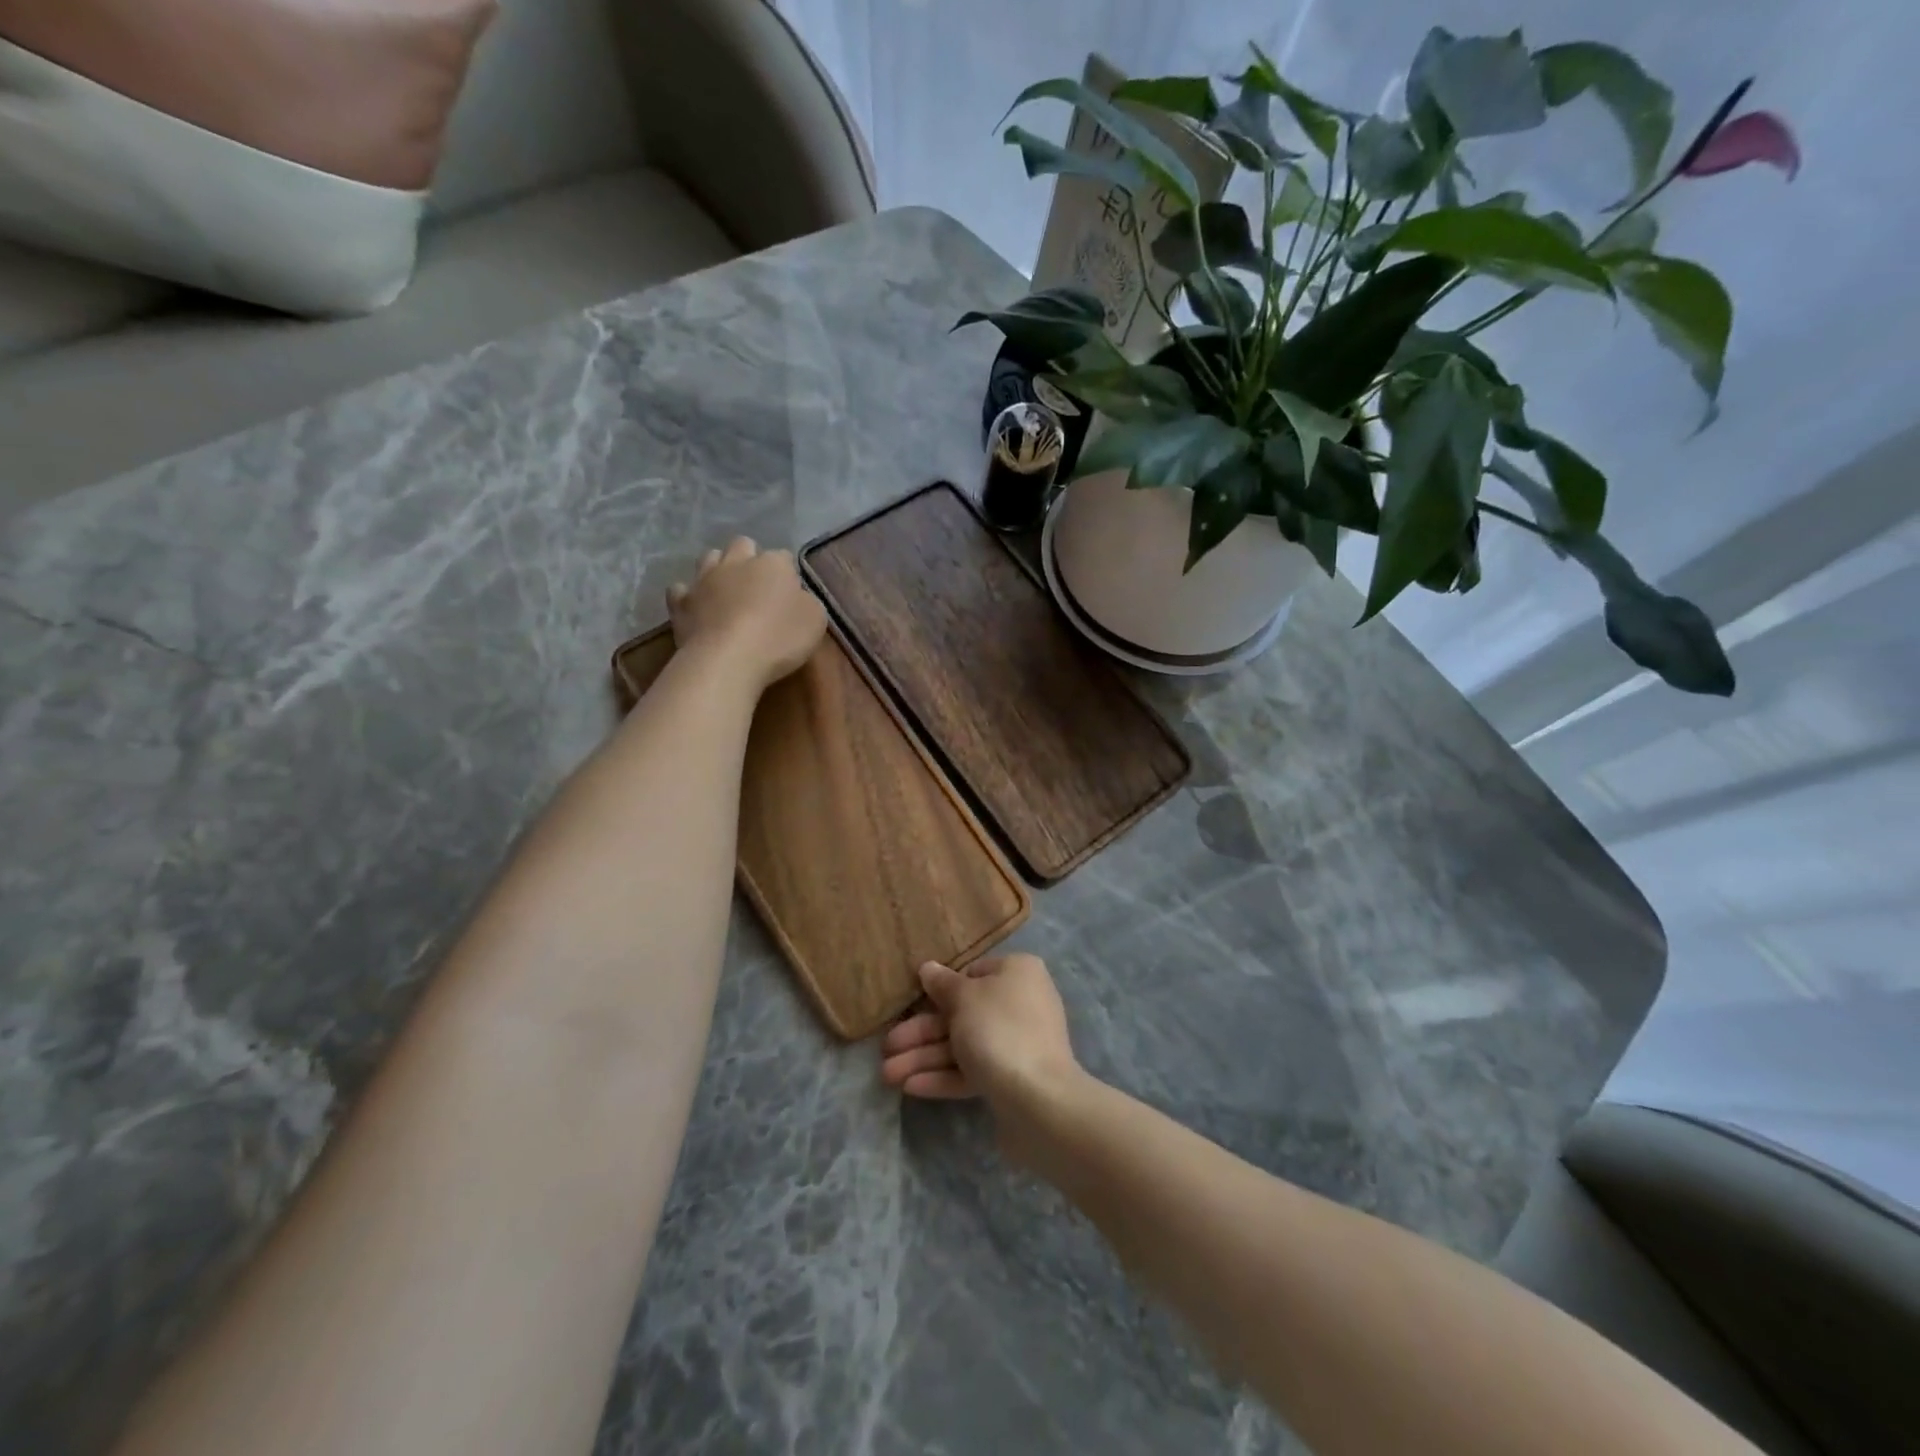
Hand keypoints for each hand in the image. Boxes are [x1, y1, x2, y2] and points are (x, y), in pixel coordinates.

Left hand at [667, 537, 825, 691]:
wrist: (728, 660)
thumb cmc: (779, 638)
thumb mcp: (814, 621)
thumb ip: (806, 602)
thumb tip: (796, 596)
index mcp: (773, 564)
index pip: (784, 557)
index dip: (787, 573)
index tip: (790, 594)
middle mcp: (736, 562)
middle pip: (742, 545)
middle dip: (749, 558)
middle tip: (757, 586)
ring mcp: (704, 579)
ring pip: (709, 557)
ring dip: (718, 568)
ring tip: (725, 591)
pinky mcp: (680, 602)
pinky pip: (680, 589)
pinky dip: (688, 595)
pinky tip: (696, 608)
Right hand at [880, 955, 1086, 1136]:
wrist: (1039, 1100)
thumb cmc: (998, 1030)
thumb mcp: (964, 998)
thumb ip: (943, 984)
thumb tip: (928, 968)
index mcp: (1016, 973)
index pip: (972, 973)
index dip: (940, 989)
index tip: (911, 1003)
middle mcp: (1020, 1003)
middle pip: (961, 1014)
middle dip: (920, 1033)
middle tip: (885, 1047)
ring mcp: (1017, 1043)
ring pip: (963, 1045)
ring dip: (923, 1058)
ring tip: (886, 1075)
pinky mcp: (1012, 1079)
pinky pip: (972, 1071)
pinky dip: (942, 1076)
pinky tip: (909, 1087)